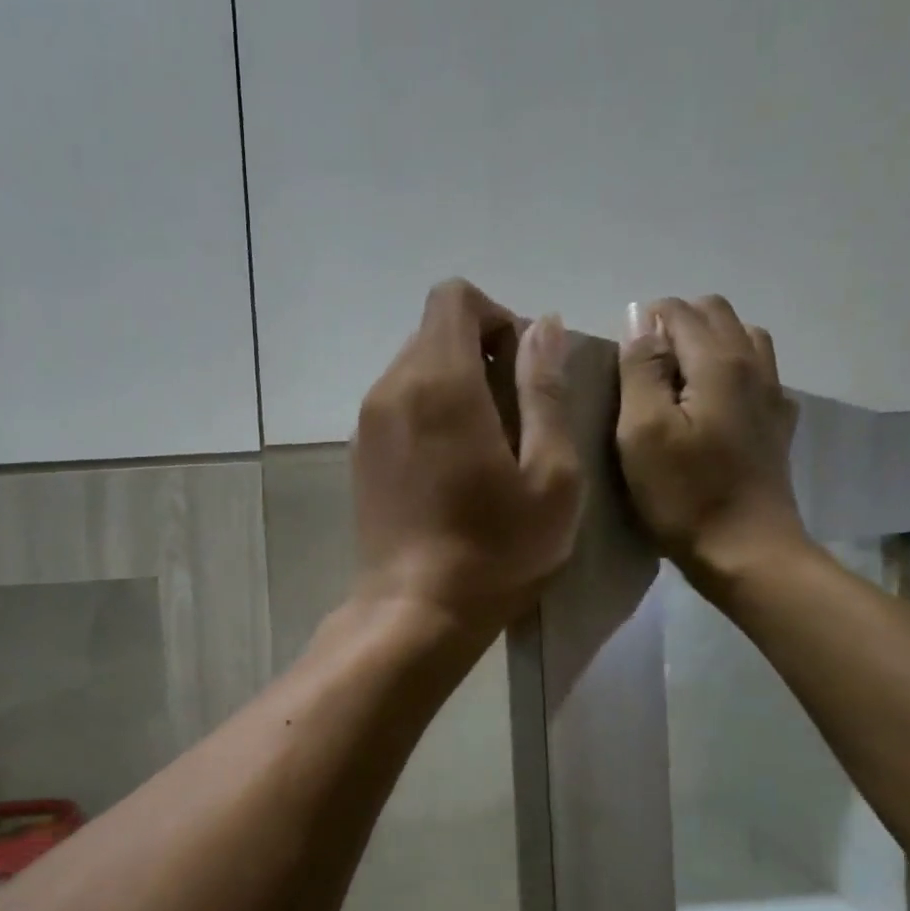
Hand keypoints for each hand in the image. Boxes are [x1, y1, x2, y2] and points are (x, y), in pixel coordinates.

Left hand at [352, 279, 581, 641]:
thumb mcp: (550, 474)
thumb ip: (546, 390)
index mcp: (439, 381)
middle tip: (515, 416)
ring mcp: (367, 423)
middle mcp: (391, 388)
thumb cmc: (496, 550)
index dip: (498, 318)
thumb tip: (544, 326)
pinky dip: (429, 414)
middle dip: (481, 353)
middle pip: (434, 332)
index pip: (455, 298)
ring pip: (415, 369)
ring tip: (487, 447)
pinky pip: (398, 406)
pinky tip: (452, 469)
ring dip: (456, 386)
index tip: (523, 370)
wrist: (415, 612)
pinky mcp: (359, 455)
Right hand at [615, 296, 808, 591]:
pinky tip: (712, 404)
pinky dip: (731, 370)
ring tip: (675, 381)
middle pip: (716, 315)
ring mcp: (772, 395)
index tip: (619, 359)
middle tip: (642, 368)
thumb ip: (640, 369)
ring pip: (742, 339)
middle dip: (675, 326)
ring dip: (706, 344)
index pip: (679, 311)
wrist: (746, 552)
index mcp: (718, 362)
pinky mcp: (777, 425)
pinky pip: (758, 374)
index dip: (644, 322)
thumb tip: (641, 320)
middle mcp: (754, 365)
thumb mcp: (643, 432)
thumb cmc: (685, 495)